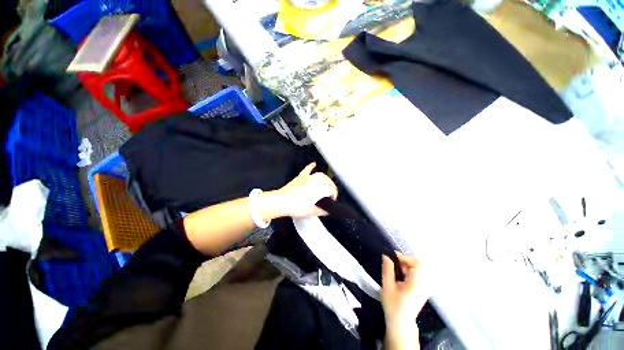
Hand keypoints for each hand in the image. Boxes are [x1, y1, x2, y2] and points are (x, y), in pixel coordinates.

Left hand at [260, 163, 337, 218]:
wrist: (282, 201)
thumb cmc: (296, 206)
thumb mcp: (311, 212)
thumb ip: (320, 211)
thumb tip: (325, 212)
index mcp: (319, 190)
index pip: (331, 190)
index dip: (334, 195)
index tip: (332, 199)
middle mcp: (315, 182)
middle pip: (328, 181)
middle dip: (331, 186)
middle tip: (331, 193)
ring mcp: (308, 178)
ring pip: (321, 175)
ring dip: (325, 179)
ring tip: (327, 182)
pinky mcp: (301, 177)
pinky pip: (307, 169)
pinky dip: (311, 166)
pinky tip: (313, 164)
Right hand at [381, 252, 427, 338]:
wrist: (401, 322)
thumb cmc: (393, 304)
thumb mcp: (387, 286)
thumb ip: (387, 269)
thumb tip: (386, 256)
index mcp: (416, 283)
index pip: (417, 264)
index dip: (405, 257)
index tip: (393, 257)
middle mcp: (424, 284)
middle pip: (419, 265)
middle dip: (406, 260)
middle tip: (395, 263)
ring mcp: (425, 287)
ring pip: (419, 269)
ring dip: (407, 265)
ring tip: (396, 269)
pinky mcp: (422, 289)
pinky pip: (419, 274)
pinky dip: (410, 271)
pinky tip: (402, 275)